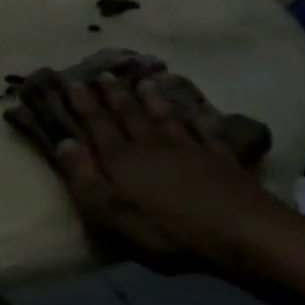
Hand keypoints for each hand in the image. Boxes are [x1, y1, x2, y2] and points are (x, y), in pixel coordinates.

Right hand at [18, 71, 287, 270]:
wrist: (241, 231)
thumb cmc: (166, 230)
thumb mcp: (111, 212)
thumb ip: (84, 177)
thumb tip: (63, 142)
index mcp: (122, 159)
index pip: (97, 125)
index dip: (83, 104)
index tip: (71, 81)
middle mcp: (152, 145)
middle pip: (130, 115)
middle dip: (114, 94)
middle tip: (104, 73)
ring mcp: (190, 149)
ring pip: (165, 117)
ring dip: (152, 99)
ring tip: (144, 82)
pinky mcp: (221, 159)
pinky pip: (205, 130)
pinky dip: (198, 117)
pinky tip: (197, 111)